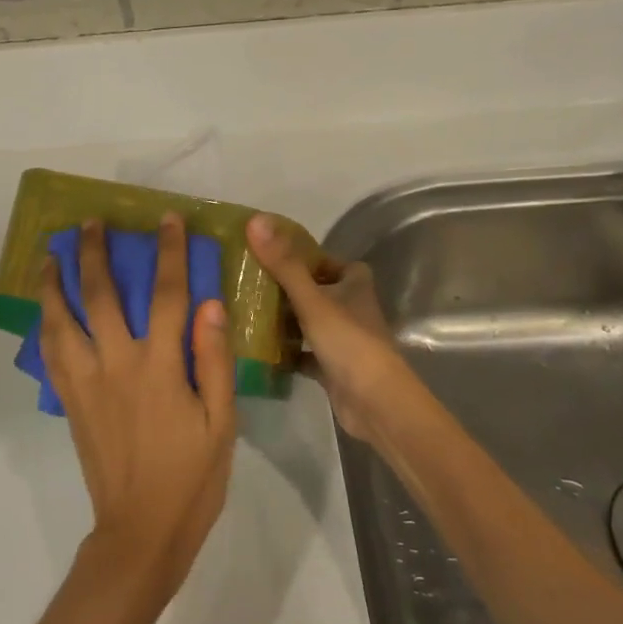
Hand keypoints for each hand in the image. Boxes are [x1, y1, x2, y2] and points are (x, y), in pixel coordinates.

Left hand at [39, 216, 236, 597]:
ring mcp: (86, 383)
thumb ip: (214, 360)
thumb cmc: (191, 478)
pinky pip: (51, 354)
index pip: (167, 295)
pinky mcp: (71, 402)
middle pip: (101, 296)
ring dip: (54, 284)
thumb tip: (210, 303)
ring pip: (62, 321)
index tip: (167, 221)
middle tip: (89, 223)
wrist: (140, 533)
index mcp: (159, 368)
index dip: (169, 253)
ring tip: (48, 255)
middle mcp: (116, 365)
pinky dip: (45, 325)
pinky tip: (44, 310)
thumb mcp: (222, 423)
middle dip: (94, 253)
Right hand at [247, 214, 417, 447]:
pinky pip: (305, 353)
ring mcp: (343, 339)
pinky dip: (287, 352)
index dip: (303, 256)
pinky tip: (260, 349)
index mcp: (354, 283)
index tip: (270, 255)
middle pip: (315, 289)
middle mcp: (351, 307)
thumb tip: (255, 220)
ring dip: (285, 319)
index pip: (327, 260)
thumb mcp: (311, 299)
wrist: (375, 403)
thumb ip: (283, 263)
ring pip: (309, 321)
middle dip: (286, 288)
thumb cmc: (348, 341)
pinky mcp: (334, 367)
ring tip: (247, 311)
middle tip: (249, 282)